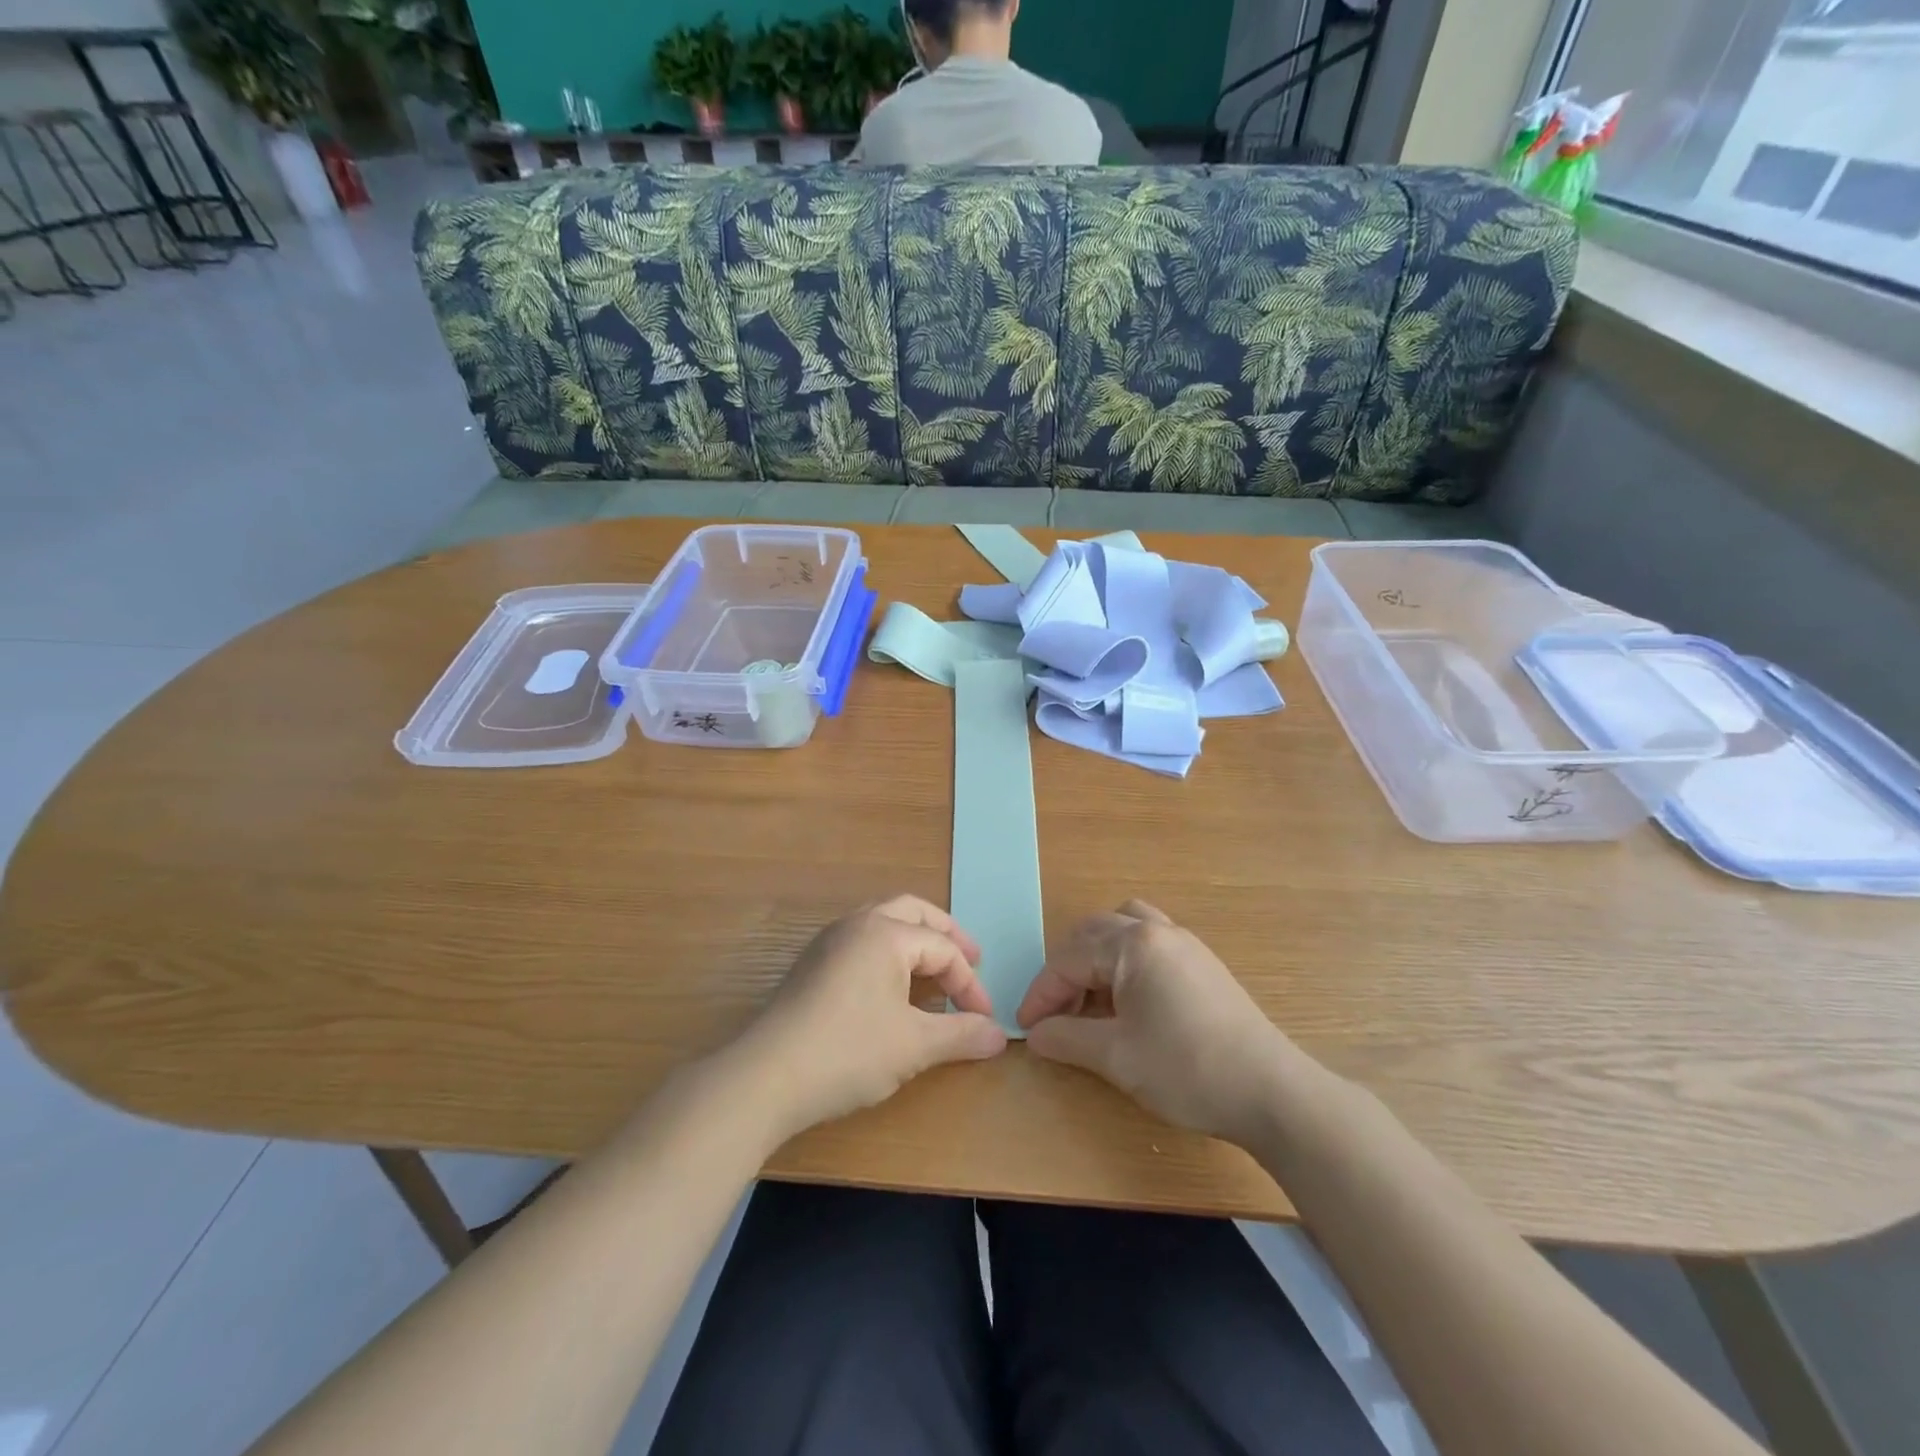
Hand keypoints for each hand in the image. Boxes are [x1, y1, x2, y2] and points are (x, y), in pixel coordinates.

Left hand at [736, 896, 1007, 1138]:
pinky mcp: (811, 964)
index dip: (969, 983)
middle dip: (946, 935)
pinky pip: (861, 941)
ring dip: (915, 940)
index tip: (983, 1019)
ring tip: (934, 969)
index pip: (942, 949)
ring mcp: (829, 942)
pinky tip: (892, 984)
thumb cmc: (848, 1052)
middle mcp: (857, 925)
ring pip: (883, 922)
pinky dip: (888, 952)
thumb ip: (961, 1035)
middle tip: (970, 959)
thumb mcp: (914, 1046)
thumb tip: (1000, 1035)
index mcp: (885, 934)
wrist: (765, 1077)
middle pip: (913, 913)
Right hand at [1018, 900, 1294, 1145]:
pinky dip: (1125, 962)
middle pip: (1094, 934)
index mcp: (1133, 945)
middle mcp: (1157, 931)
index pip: (1069, 960)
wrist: (1270, 1091)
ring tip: (1090, 1000)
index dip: (1042, 994)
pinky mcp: (1203, 962)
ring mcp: (1185, 943)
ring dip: (1097, 958)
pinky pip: (1149, 944)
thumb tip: (1035, 1034)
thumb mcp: (1116, 1057)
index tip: (1026, 1027)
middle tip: (1055, 1014)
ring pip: (1124, 929)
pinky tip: (1128, 1001)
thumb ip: (1067, 1038)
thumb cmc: (1186, 1069)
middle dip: (1066, 971)